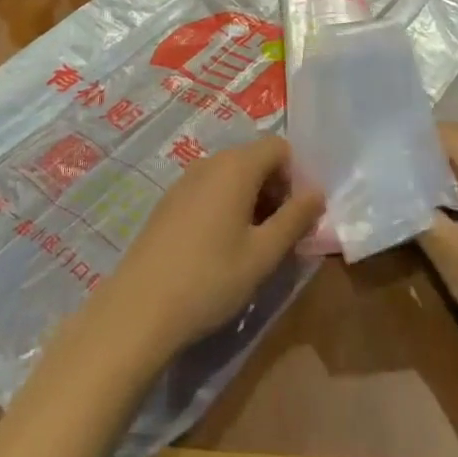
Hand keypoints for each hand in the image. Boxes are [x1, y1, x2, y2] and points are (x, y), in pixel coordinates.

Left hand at [87, 134, 323, 372]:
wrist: (139, 309)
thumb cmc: (210, 279)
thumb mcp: (263, 255)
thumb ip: (295, 219)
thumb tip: (317, 193)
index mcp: (236, 166)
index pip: (279, 147)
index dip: (295, 176)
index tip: (296, 216)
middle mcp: (211, 162)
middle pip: (255, 159)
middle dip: (275, 190)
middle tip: (279, 235)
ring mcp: (186, 179)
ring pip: (232, 175)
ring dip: (251, 200)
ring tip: (251, 246)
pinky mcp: (170, 201)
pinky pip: (209, 189)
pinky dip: (225, 207)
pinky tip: (219, 249)